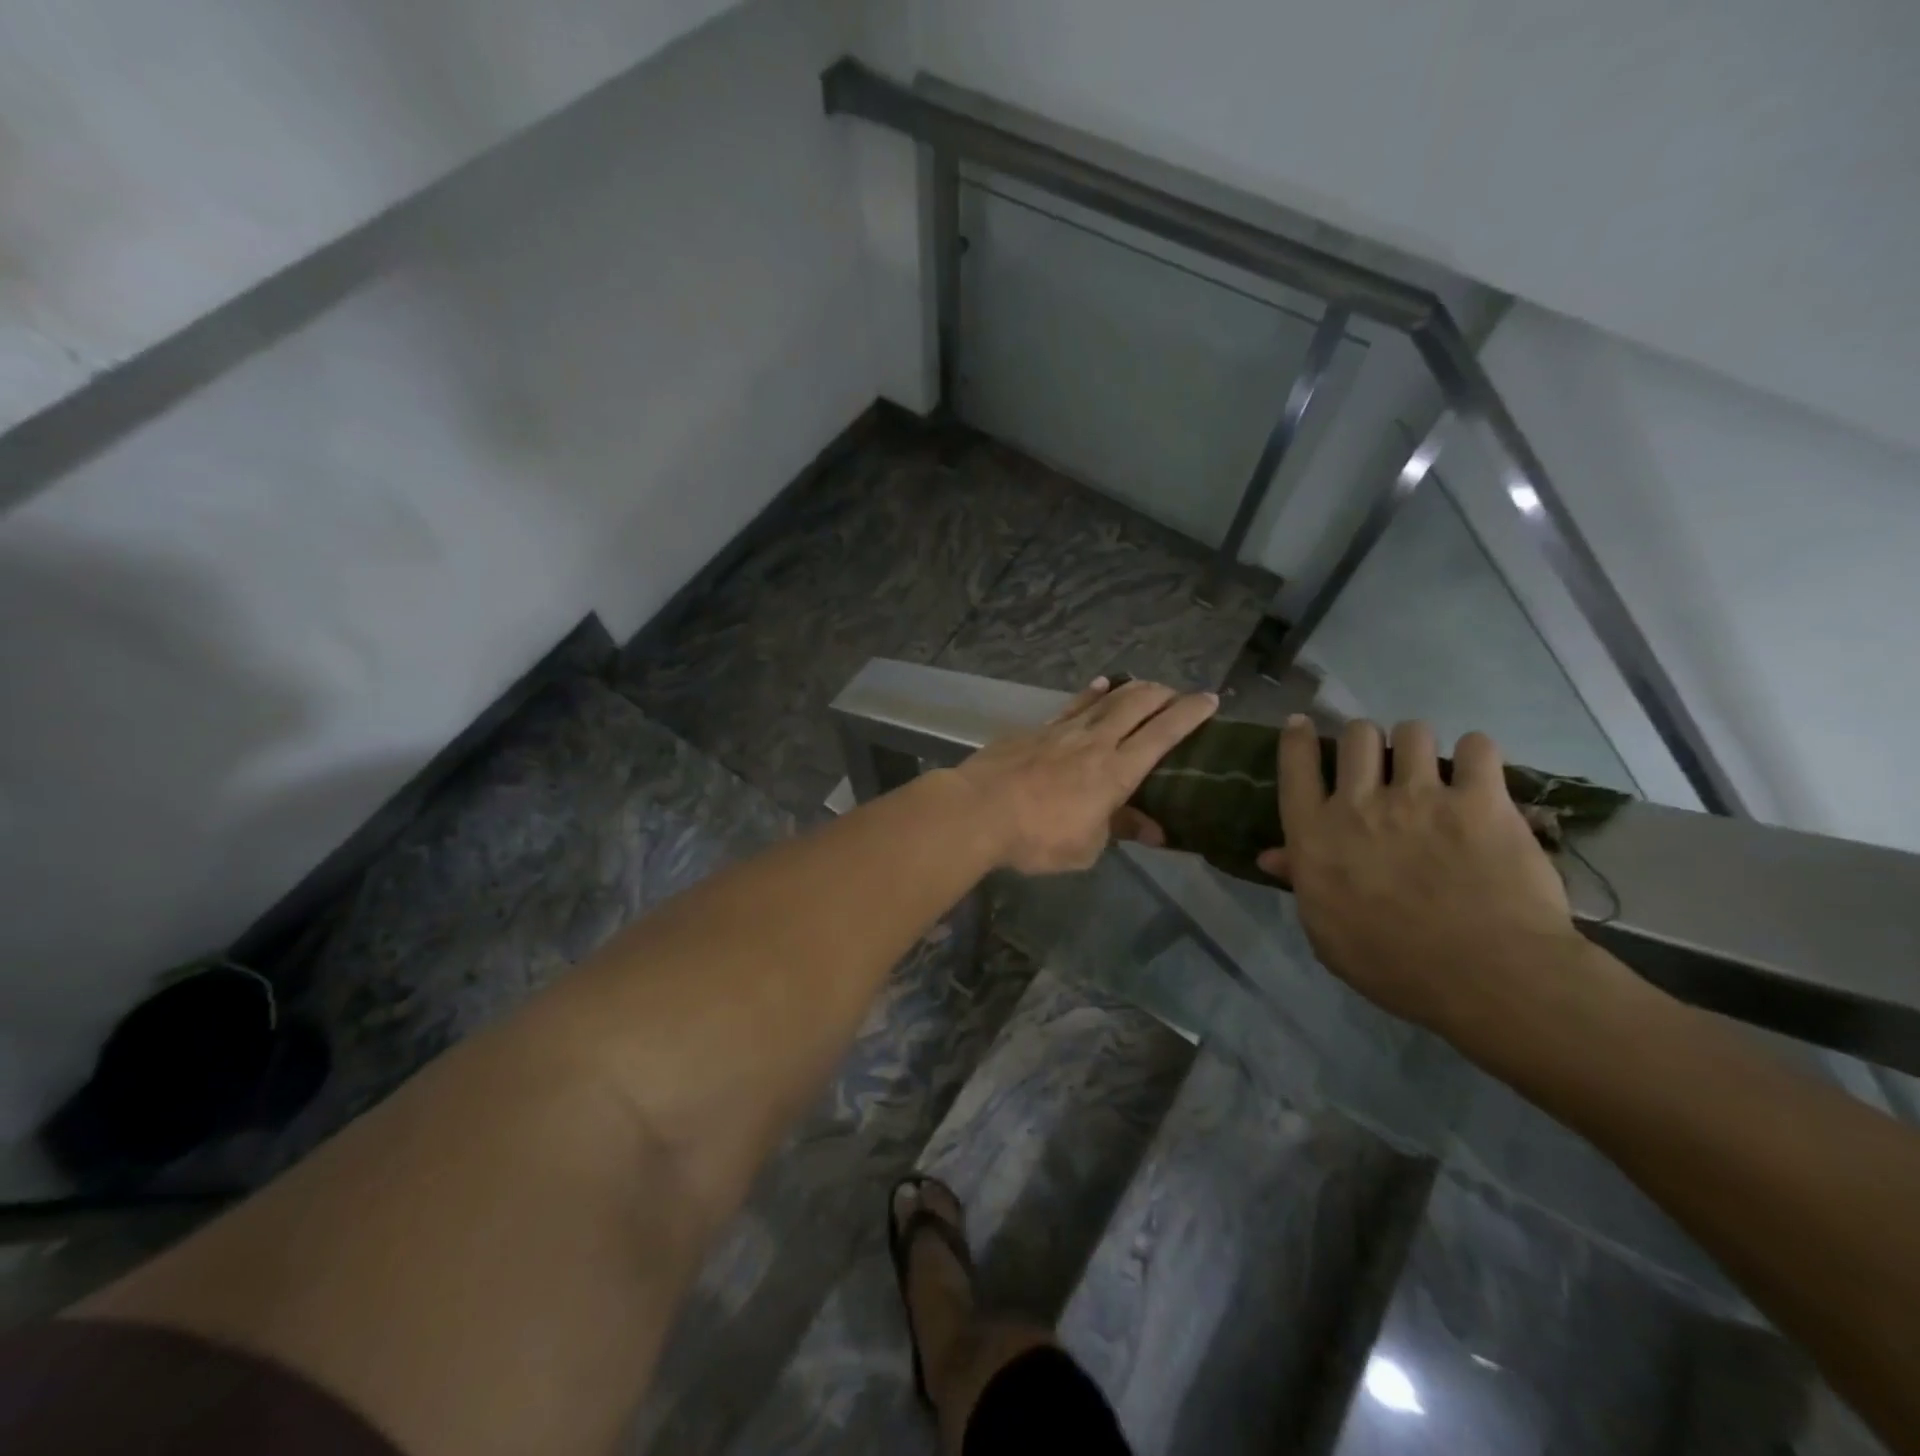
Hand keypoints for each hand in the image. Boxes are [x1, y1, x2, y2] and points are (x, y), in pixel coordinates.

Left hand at [955, 677, 1218, 875]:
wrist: (978, 811)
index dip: (1190, 715)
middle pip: (1137, 706)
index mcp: (1116, 772)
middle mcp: (1095, 742)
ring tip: (1145, 685)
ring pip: (1106, 700)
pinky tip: (1099, 686)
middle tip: (1177, 694)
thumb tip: (1154, 829)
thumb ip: (1119, 829)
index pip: (1163, 734)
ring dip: (1131, 690)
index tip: (1210, 700)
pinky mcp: (1036, 729)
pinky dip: (1090, 694)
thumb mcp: (1086, 847)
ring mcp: (1063, 731)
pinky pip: (1072, 705)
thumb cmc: (1037, 837)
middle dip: (1163, 695)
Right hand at [1257, 716, 1583, 1032]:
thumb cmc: (1391, 964)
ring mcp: (1421, 797)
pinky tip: (1478, 778)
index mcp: (1316, 834)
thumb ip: (1301, 882)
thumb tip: (1273, 856)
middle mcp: (1360, 803)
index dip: (1297, 738)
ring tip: (1431, 769)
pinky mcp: (1481, 800)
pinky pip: (1477, 747)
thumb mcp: (1326, 931)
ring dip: (1416, 746)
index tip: (1302, 725)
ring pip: (1411, 732)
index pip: (1295, 766)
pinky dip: (1476, 757)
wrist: (1485, 976)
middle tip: (1379, 764)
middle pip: (1355, 735)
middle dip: (1364, 742)